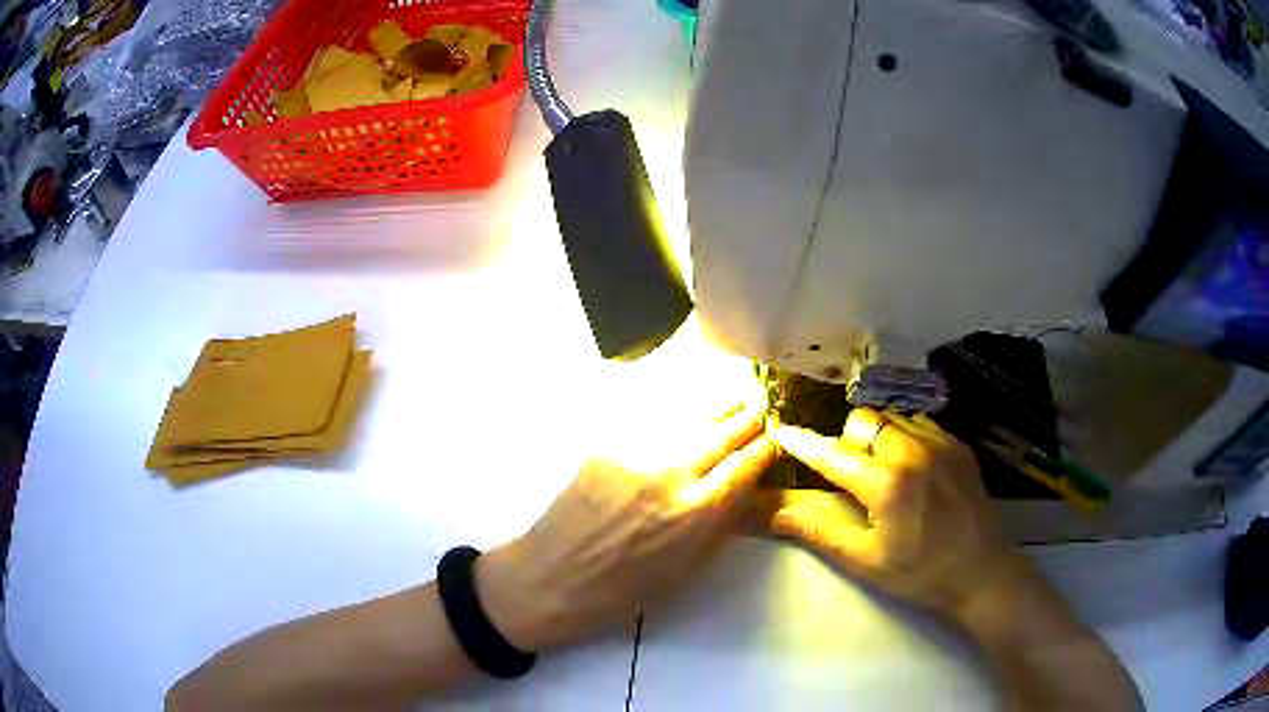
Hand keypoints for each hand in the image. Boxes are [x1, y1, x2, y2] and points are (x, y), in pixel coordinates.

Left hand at [476, 403, 779, 650]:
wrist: (551, 579)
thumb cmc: (622, 591)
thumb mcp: (685, 570)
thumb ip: (718, 525)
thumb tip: (743, 492)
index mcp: (698, 513)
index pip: (747, 464)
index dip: (768, 447)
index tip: (778, 436)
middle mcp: (672, 474)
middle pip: (723, 432)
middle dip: (747, 417)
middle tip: (759, 405)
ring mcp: (635, 455)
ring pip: (687, 421)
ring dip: (714, 413)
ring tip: (730, 402)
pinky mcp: (604, 447)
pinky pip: (648, 426)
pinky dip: (671, 421)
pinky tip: (679, 418)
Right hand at [760, 409, 1032, 616]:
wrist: (983, 572)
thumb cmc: (921, 573)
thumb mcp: (866, 561)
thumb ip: (820, 529)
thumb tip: (775, 512)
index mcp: (888, 483)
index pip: (833, 454)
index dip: (803, 443)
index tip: (781, 431)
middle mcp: (913, 450)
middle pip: (863, 420)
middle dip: (847, 441)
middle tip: (851, 476)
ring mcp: (940, 442)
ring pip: (892, 416)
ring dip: (876, 436)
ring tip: (881, 470)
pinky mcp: (958, 445)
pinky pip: (919, 423)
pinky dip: (903, 436)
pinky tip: (910, 468)